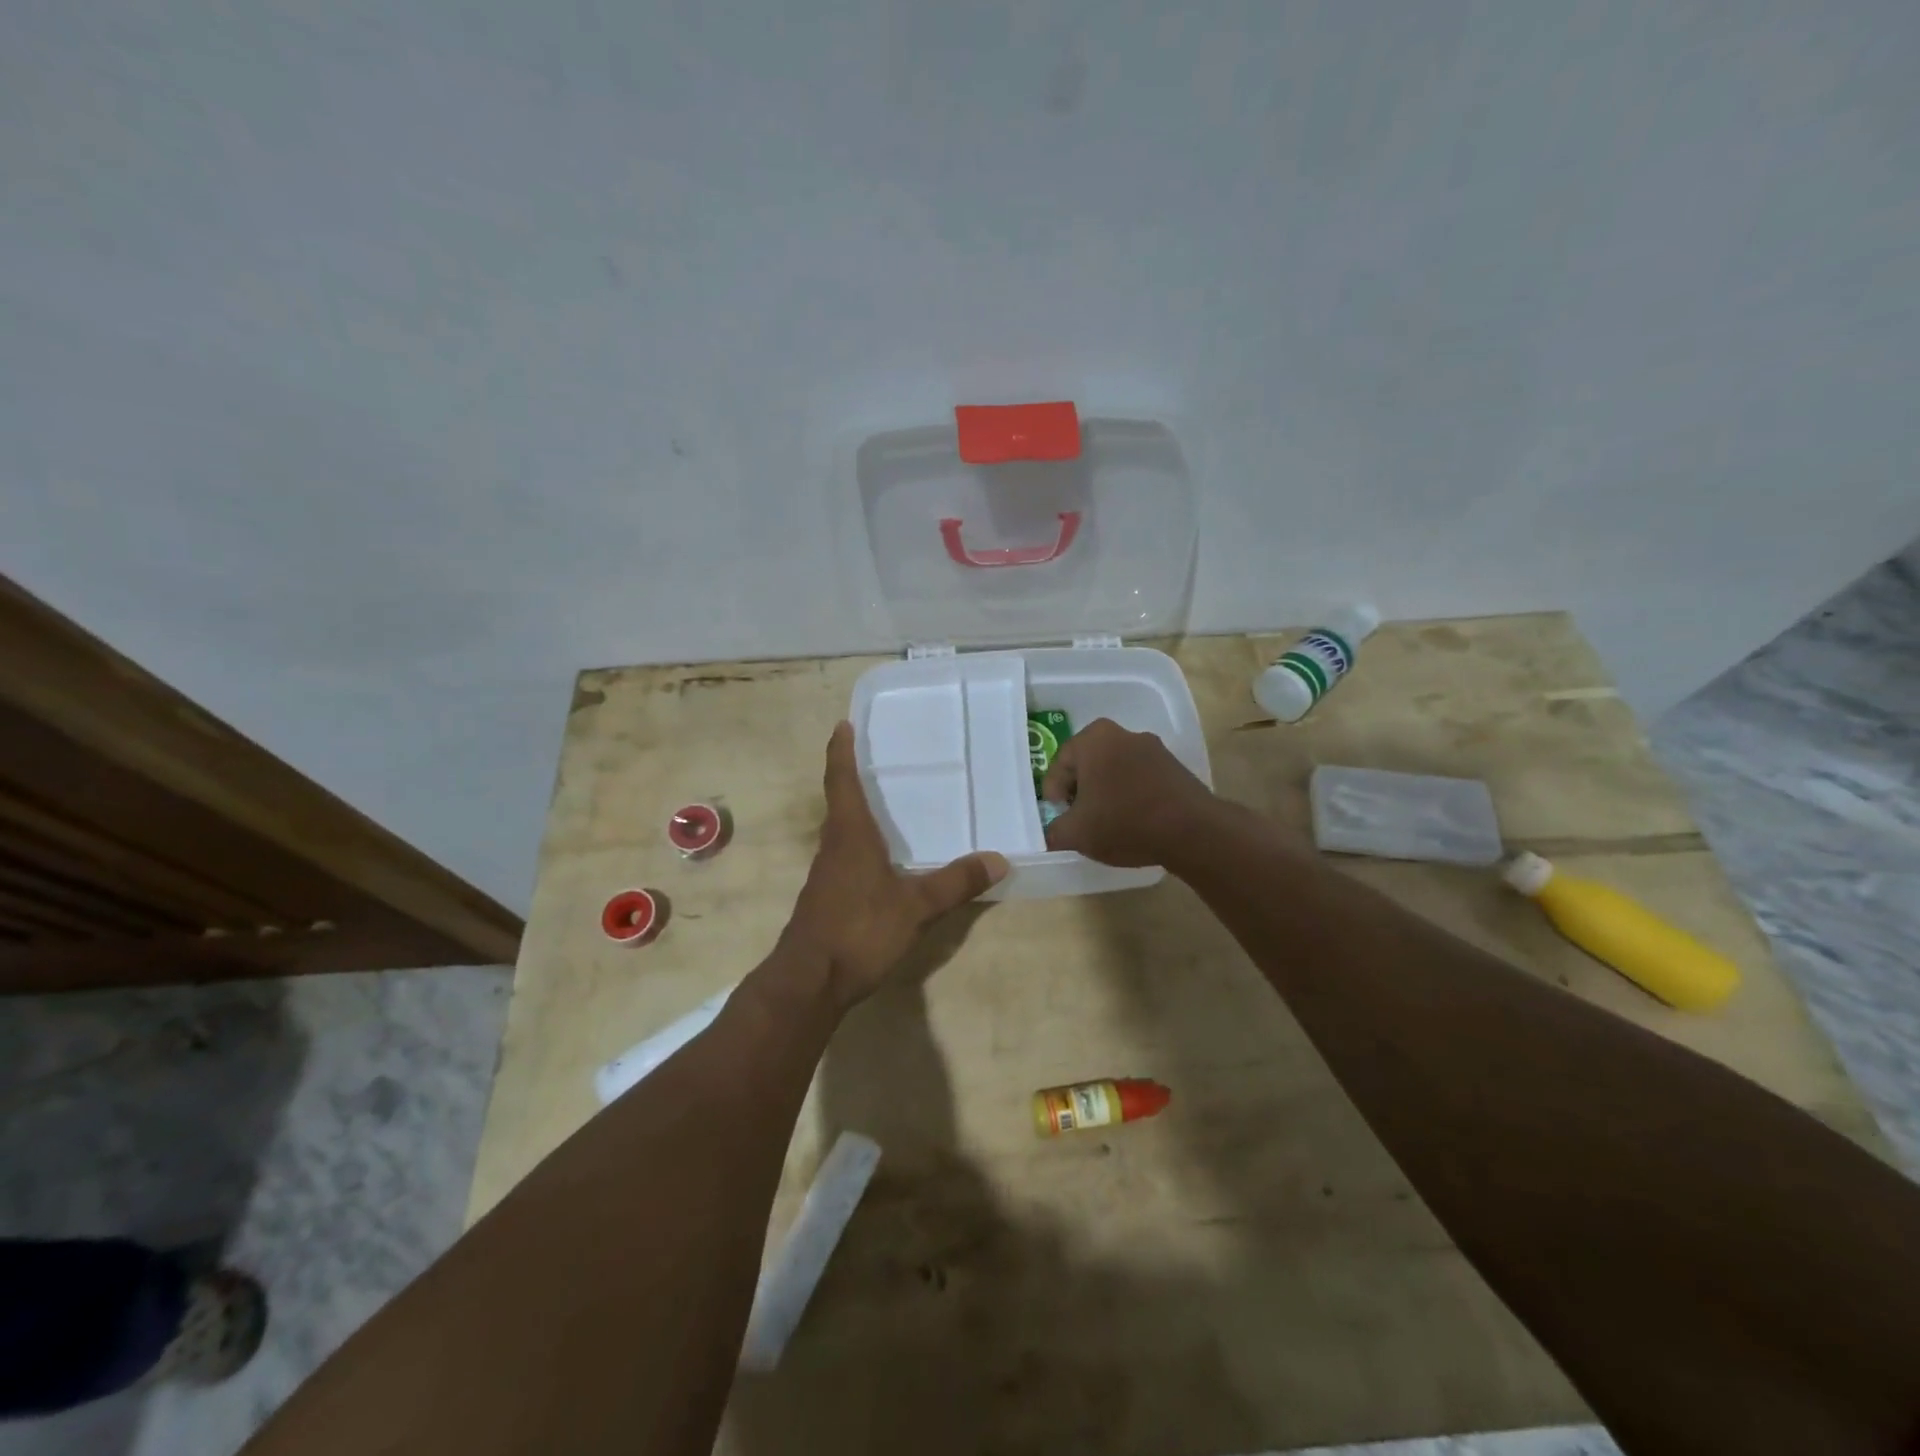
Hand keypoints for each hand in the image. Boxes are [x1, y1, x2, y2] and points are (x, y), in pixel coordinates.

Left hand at [782, 722, 1008, 1008]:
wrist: (809, 982)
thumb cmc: (859, 931)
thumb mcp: (916, 907)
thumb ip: (956, 882)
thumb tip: (999, 859)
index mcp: (850, 835)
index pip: (841, 781)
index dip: (841, 751)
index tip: (842, 725)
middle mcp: (833, 846)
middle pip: (840, 802)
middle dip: (854, 778)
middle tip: (879, 759)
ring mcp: (826, 874)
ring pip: (843, 832)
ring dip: (858, 813)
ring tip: (888, 805)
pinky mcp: (826, 898)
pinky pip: (846, 857)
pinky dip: (862, 845)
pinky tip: (884, 860)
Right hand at [1041, 718, 1215, 867]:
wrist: (1193, 831)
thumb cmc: (1124, 822)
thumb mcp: (1075, 833)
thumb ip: (1053, 831)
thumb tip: (1052, 833)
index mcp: (1094, 739)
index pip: (1059, 764)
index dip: (1052, 794)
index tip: (1057, 817)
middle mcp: (1123, 733)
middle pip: (1088, 764)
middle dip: (1080, 790)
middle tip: (1077, 818)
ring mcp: (1153, 748)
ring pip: (1115, 770)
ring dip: (1106, 793)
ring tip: (1106, 823)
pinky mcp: (1174, 766)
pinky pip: (1139, 778)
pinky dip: (1130, 795)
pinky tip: (1132, 821)